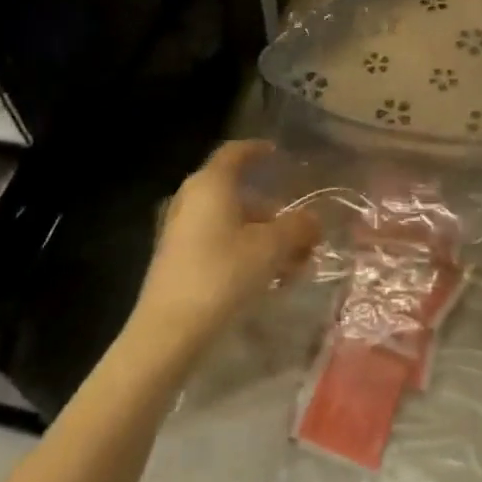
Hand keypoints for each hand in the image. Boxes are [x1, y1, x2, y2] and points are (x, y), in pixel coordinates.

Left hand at [133, 141, 319, 347]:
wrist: (168, 332)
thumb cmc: (222, 275)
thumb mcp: (271, 248)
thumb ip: (297, 228)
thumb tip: (313, 220)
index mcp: (210, 185)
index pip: (234, 153)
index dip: (257, 150)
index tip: (277, 153)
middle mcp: (192, 200)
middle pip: (237, 194)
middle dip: (272, 211)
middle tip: (300, 230)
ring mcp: (181, 232)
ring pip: (230, 223)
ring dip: (263, 238)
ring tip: (293, 265)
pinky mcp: (177, 261)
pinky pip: (218, 244)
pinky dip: (244, 252)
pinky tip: (268, 280)